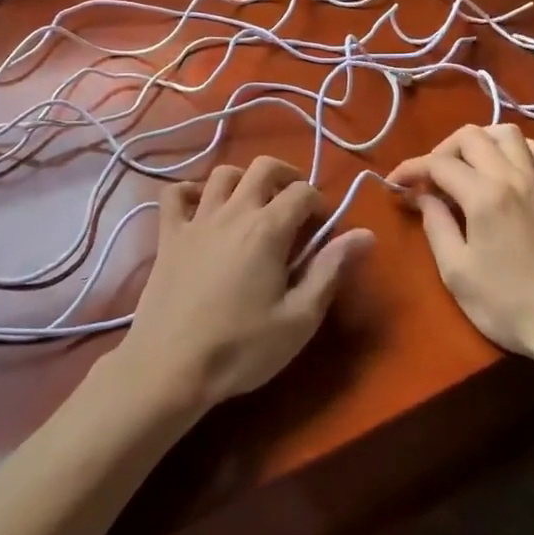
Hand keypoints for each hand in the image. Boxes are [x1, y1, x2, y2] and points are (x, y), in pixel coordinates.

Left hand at [113, 156, 372, 415]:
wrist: (169, 367)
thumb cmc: (241, 348)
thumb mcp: (299, 318)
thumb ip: (330, 270)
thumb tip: (365, 234)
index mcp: (268, 229)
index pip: (302, 192)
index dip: (319, 203)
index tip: (323, 228)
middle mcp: (233, 212)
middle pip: (263, 167)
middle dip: (286, 176)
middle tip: (295, 204)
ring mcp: (196, 220)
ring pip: (222, 174)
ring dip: (244, 180)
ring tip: (254, 204)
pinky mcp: (168, 236)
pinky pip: (174, 194)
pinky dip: (191, 191)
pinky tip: (202, 208)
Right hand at [390, 124, 533, 361]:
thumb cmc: (508, 304)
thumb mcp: (457, 272)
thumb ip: (436, 226)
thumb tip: (423, 197)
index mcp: (485, 195)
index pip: (439, 162)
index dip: (411, 168)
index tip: (394, 183)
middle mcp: (513, 177)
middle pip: (472, 135)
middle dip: (442, 150)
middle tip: (430, 180)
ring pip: (507, 133)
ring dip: (479, 141)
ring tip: (465, 168)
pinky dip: (513, 150)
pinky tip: (503, 171)